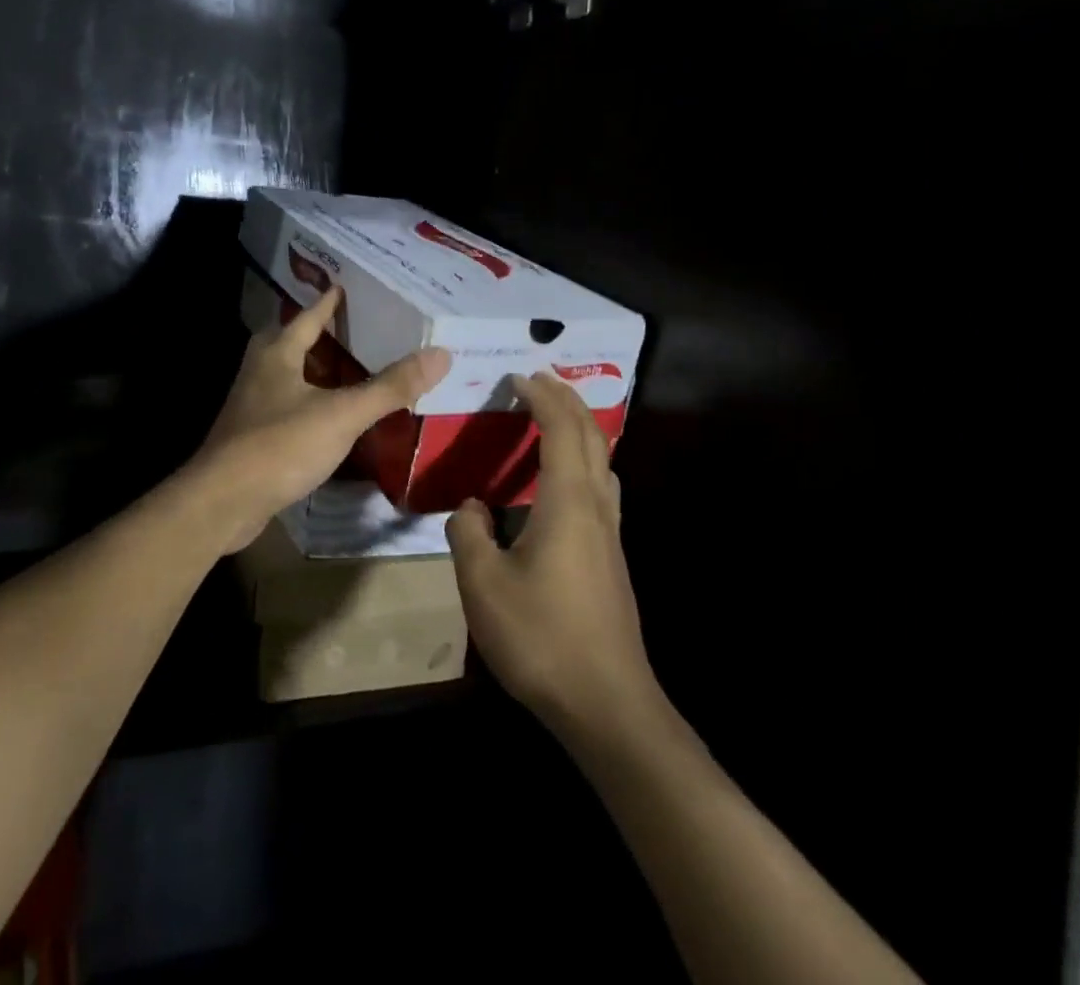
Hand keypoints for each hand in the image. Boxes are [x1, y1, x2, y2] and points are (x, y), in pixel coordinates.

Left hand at [188, 286, 450, 552]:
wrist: (222, 502)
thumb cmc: (279, 446)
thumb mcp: (341, 414)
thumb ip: (390, 387)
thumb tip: (440, 354)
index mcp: (277, 353)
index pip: (309, 315)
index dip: (330, 301)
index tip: (349, 286)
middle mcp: (260, 370)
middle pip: (295, 342)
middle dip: (325, 336)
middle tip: (362, 330)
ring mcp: (252, 404)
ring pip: (291, 376)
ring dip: (319, 371)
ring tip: (354, 371)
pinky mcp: (252, 435)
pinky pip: (288, 407)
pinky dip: (312, 404)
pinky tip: (333, 418)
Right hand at [447, 372, 654, 732]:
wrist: (607, 703)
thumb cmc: (541, 637)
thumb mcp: (483, 583)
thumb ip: (469, 533)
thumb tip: (473, 508)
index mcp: (567, 502)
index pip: (561, 429)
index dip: (542, 396)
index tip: (519, 376)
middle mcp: (595, 508)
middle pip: (591, 437)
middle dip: (567, 401)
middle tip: (540, 380)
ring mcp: (610, 535)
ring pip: (602, 463)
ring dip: (580, 430)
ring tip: (553, 420)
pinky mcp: (610, 560)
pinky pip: (599, 490)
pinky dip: (582, 463)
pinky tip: (560, 486)